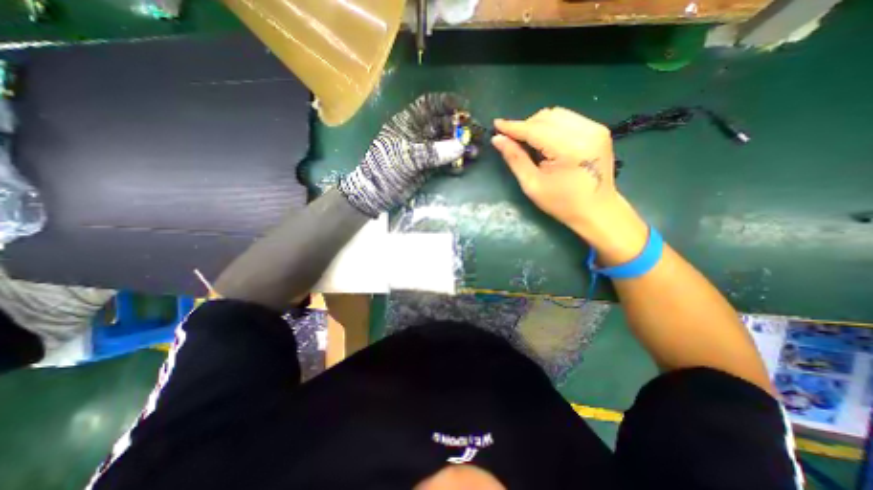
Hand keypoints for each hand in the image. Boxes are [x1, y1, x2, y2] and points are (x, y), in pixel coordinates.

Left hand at [337, 92, 470, 215]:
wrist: (377, 194)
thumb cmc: (386, 169)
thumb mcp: (408, 157)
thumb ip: (434, 151)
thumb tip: (461, 146)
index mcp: (408, 123)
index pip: (429, 105)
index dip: (447, 103)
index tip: (466, 107)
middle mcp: (418, 134)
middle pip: (443, 125)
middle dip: (461, 128)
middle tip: (478, 134)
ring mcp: (424, 151)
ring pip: (446, 144)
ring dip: (461, 147)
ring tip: (475, 153)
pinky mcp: (427, 167)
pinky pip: (445, 161)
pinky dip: (454, 163)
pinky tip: (463, 166)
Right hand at [490, 110, 646, 266]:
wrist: (597, 210)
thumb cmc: (562, 203)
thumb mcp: (532, 185)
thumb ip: (515, 159)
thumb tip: (497, 139)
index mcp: (569, 149)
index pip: (534, 129)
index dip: (513, 127)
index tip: (496, 124)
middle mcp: (585, 131)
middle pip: (546, 117)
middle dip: (525, 126)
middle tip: (512, 140)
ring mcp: (595, 128)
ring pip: (556, 114)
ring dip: (537, 124)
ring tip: (528, 141)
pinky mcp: (598, 129)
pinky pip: (568, 119)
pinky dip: (551, 126)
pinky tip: (546, 141)